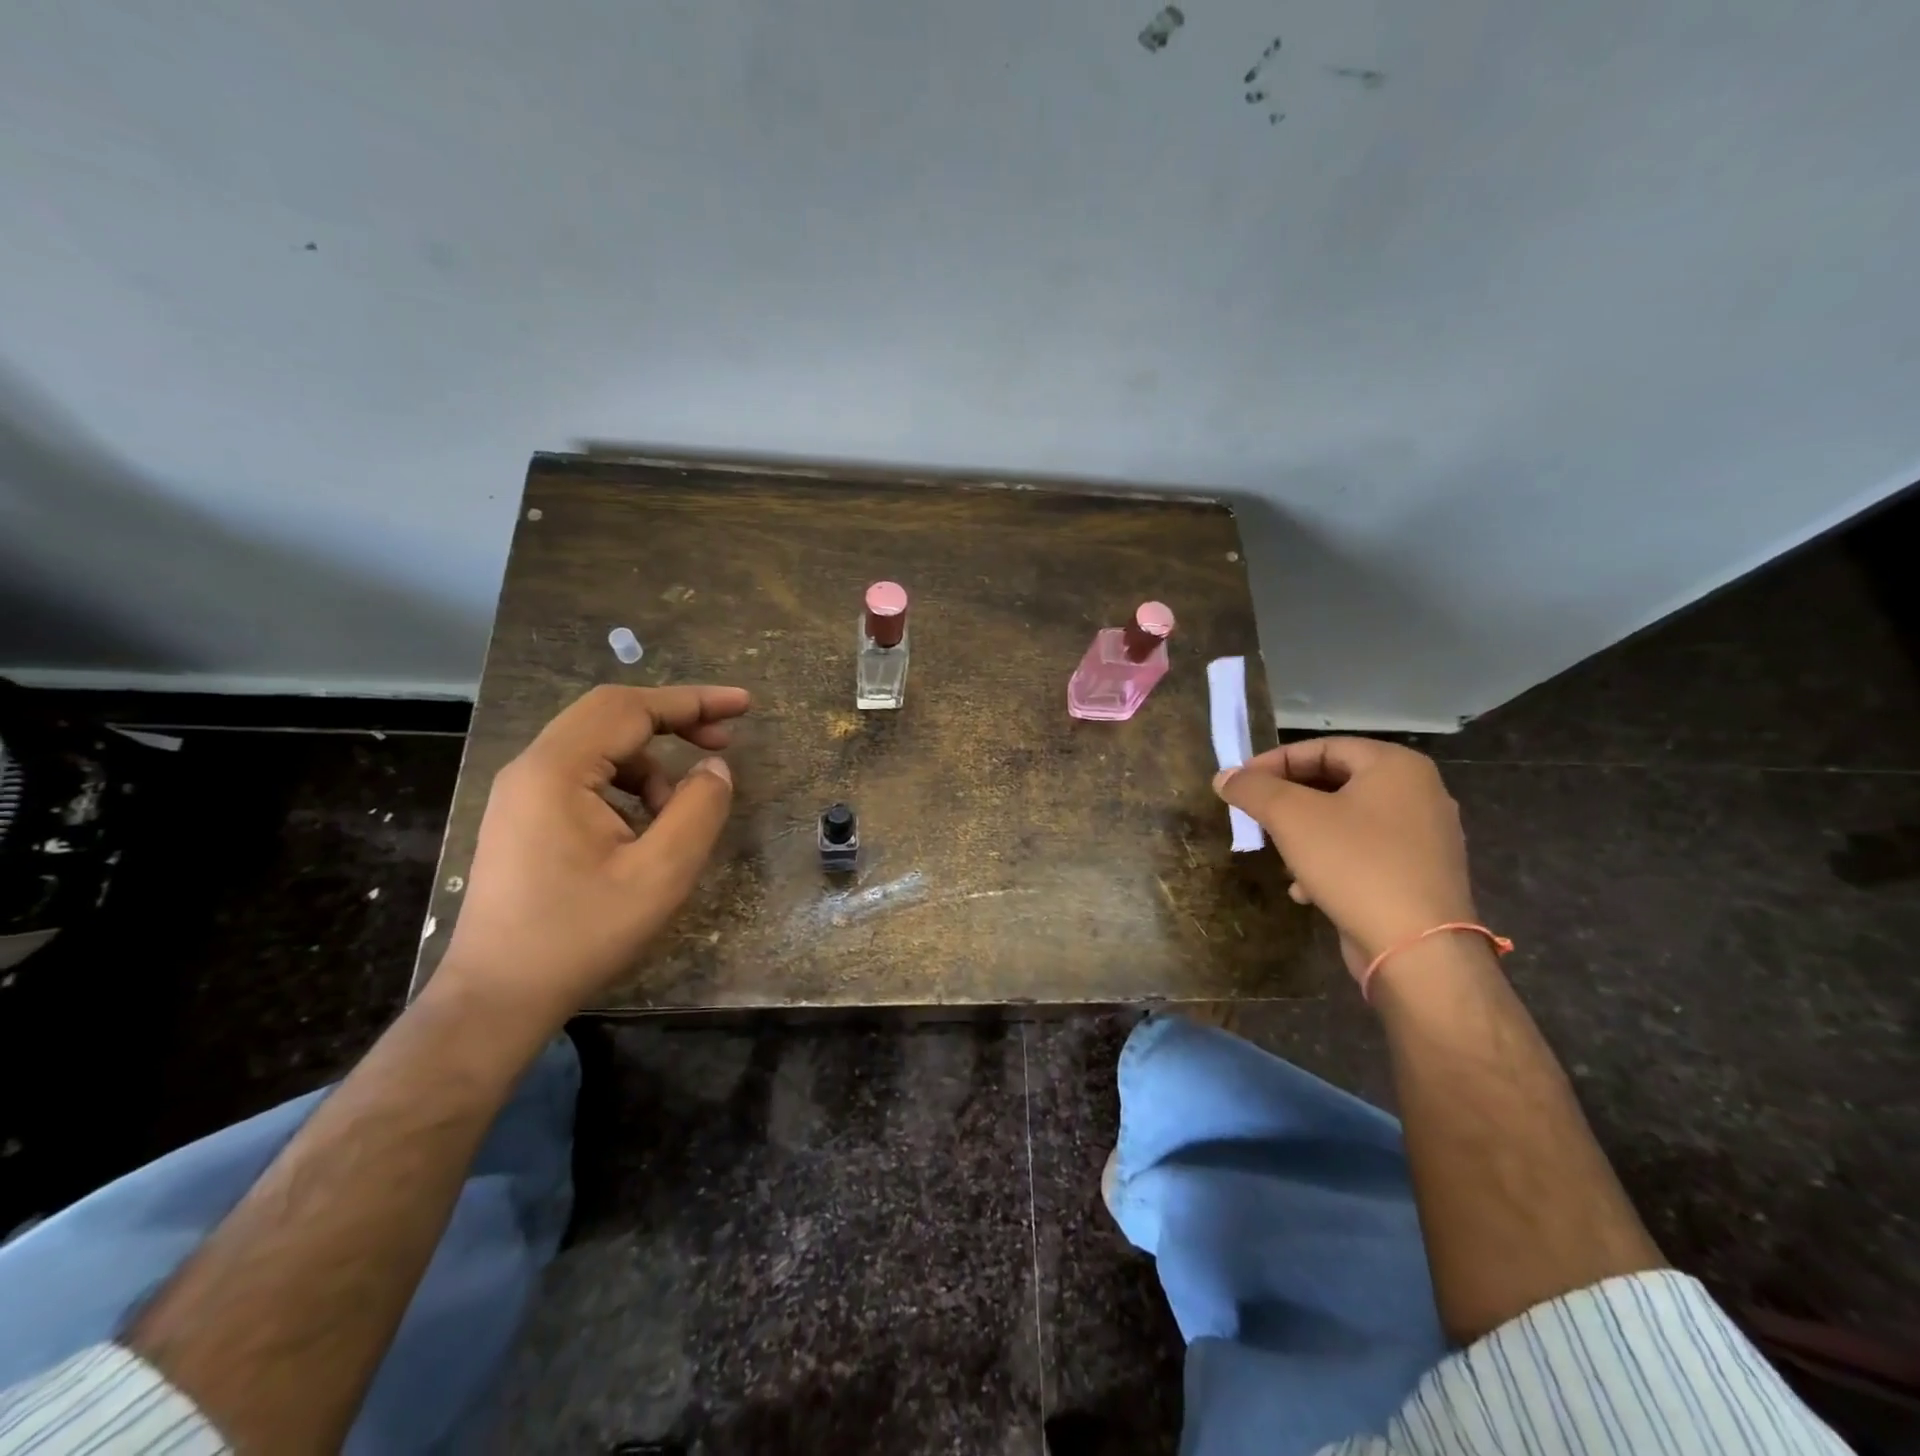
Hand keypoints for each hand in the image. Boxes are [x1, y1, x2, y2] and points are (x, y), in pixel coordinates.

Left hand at [434, 684, 748, 1024]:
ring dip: (653, 767)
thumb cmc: (580, 935)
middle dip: (675, 722)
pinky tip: (645, 831)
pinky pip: (586, 779)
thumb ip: (699, 809)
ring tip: (680, 815)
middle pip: (612, 717)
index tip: (744, 706)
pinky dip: (629, 790)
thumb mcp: (660, 874)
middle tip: (725, 742)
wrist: (497, 998)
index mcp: (556, 771)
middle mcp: (532, 768)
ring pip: (601, 749)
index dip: (694, 701)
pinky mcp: (525, 818)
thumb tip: (715, 768)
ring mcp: (523, 793)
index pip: (631, 708)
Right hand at [1213, 737, 1475, 983]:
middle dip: (1288, 801)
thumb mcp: (1291, 816)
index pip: (1322, 748)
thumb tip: (1224, 776)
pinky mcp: (1420, 876)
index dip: (1274, 762)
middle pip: (1335, 782)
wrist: (1417, 948)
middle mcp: (1419, 793)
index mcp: (1396, 766)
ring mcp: (1425, 837)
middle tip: (1254, 816)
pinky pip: (1364, 853)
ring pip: (1346, 821)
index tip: (1240, 784)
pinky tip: (1304, 888)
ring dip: (1304, 833)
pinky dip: (1330, 861)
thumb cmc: (1355, 864)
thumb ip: (1253, 789)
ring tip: (1275, 853)